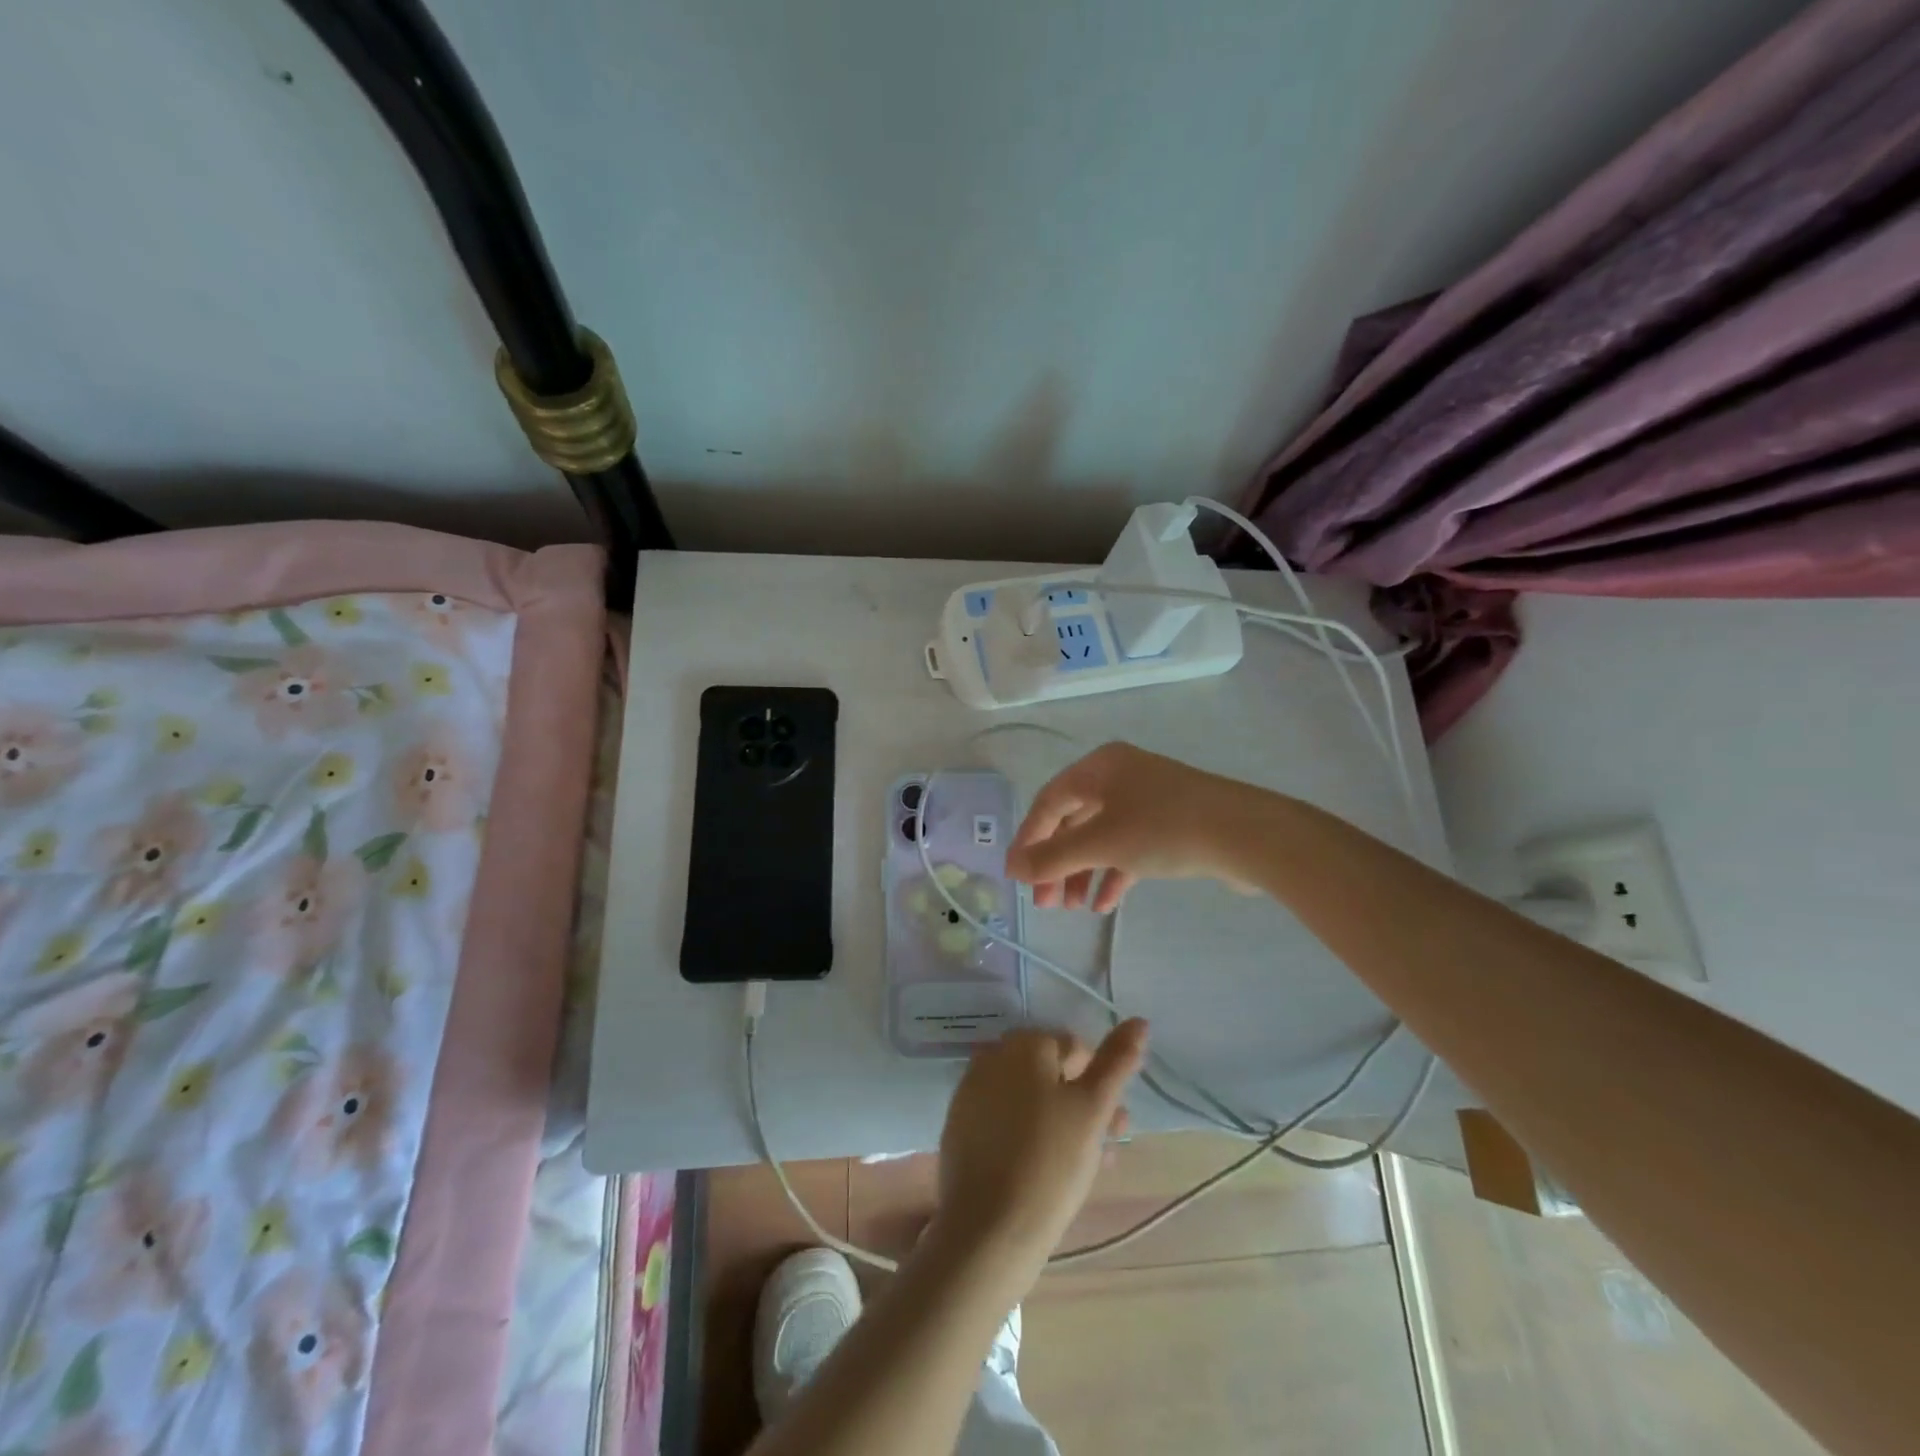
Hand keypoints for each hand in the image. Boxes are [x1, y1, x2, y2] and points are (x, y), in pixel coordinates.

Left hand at [930, 1021, 1148, 1283]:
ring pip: (1029, 1097)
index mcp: (1023, 1044)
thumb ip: (1117, 1062)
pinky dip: (1029, 1133)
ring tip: (1085, 1165)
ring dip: (1060, 1120)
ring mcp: (972, 1091)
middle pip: (1050, 1072)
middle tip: (1106, 1146)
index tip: (1114, 1123)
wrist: (988, 1229)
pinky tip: (1048, 1170)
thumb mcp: (1092, 1109)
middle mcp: (992, 1056)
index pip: (1074, 1047)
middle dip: (1081, 1102)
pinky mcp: (960, 1125)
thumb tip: (1139, 1020)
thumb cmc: (1049, 1163)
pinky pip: (1005, 1119)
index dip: (1099, 1082)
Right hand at [1005, 742, 1259, 911]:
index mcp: (1099, 767)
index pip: (1048, 802)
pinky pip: (1128, 847)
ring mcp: (1147, 799)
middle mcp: (1119, 776)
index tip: (1016, 877)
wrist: (1247, 835)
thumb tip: (1013, 868)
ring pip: (1100, 836)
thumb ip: (1053, 857)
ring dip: (1082, 872)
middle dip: (1057, 863)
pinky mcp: (1170, 823)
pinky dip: (1113, 873)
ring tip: (1072, 909)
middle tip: (1045, 902)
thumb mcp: (1101, 842)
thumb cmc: (1164, 829)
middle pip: (1073, 820)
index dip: (1028, 840)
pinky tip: (1103, 905)